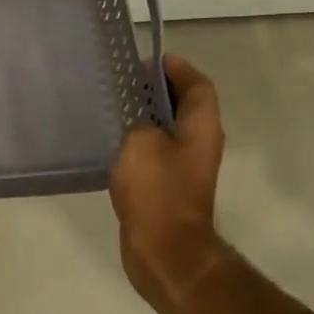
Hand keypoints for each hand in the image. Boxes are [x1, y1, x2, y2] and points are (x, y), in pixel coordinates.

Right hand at [108, 54, 227, 313]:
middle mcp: (200, 143)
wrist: (164, 251)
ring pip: (167, 130)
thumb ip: (138, 118)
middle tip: (122, 82)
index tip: (146, 61)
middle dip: (156, 89)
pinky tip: (111, 143)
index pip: (197, 84)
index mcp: (201, 126)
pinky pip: (155, 153)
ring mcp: (185, 168)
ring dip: (145, 116)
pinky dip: (138, 142)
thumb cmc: (157, 191)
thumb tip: (137, 112)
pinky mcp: (168, 187)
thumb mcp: (141, 142)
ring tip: (113, 107)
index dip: (176, 68)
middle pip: (183, 105)